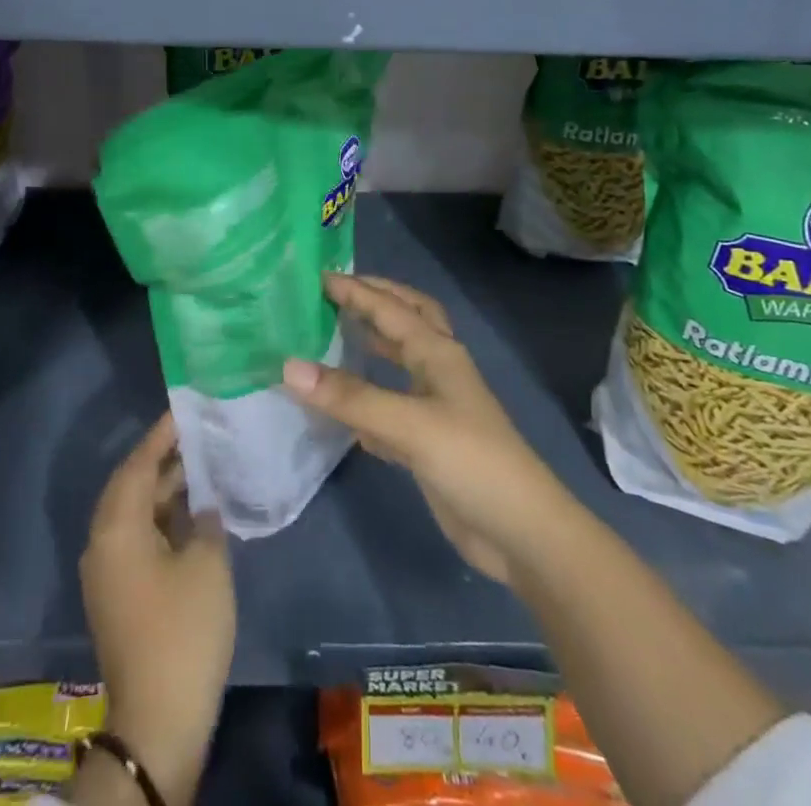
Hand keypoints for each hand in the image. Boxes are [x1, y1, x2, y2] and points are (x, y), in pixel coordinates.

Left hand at [80, 413, 234, 805]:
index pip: (139, 463)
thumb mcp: (207, 564)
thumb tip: (203, 505)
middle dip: (164, 458)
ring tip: (202, 464)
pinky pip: (137, 537)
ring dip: (165, 489)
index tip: (186, 408)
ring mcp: (107, 571)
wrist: (158, 720)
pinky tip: (194, 513)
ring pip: (135, 512)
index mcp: (117, 527)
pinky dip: (161, 518)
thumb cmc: (183, 631)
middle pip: (132, 484)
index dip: (163, 434)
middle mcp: (102, 542)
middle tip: (199, 433)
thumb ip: (206, 519)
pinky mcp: (118, 594)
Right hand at [283, 273, 579, 588]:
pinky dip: (369, 394)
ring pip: (400, 359)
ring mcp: (435, 407)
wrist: (521, 534)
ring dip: (373, 341)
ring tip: (336, 331)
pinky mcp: (428, 441)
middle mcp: (437, 370)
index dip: (355, 290)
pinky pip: (391, 403)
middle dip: (376, 299)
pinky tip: (344, 404)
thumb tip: (288, 366)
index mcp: (438, 353)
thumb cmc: (471, 462)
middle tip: (336, 291)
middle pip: (407, 320)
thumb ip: (350, 396)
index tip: (317, 276)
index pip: (390, 308)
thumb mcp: (409, 424)